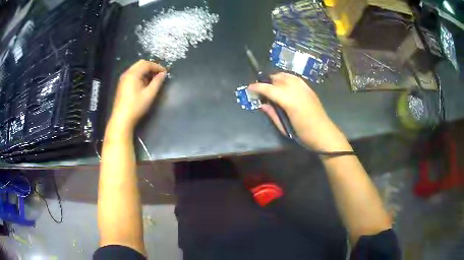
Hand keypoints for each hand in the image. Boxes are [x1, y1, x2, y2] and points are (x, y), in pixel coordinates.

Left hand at [109, 60, 166, 132]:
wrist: (122, 119)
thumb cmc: (136, 106)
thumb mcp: (149, 94)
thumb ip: (157, 82)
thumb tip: (163, 74)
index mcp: (133, 74)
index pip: (147, 64)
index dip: (157, 66)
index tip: (165, 72)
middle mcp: (127, 73)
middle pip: (140, 64)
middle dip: (151, 67)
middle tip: (159, 74)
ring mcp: (123, 79)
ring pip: (136, 69)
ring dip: (146, 71)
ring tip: (153, 79)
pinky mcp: (122, 85)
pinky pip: (132, 75)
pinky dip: (140, 75)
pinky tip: (144, 84)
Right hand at [249, 73, 349, 151]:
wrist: (324, 134)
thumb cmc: (304, 134)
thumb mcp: (285, 128)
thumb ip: (272, 114)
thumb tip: (262, 105)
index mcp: (289, 101)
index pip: (269, 89)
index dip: (257, 87)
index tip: (250, 88)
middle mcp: (296, 90)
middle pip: (278, 78)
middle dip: (267, 81)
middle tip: (262, 89)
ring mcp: (304, 88)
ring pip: (287, 75)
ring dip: (277, 78)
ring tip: (272, 85)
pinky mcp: (309, 89)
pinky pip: (295, 78)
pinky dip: (287, 78)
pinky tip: (285, 85)